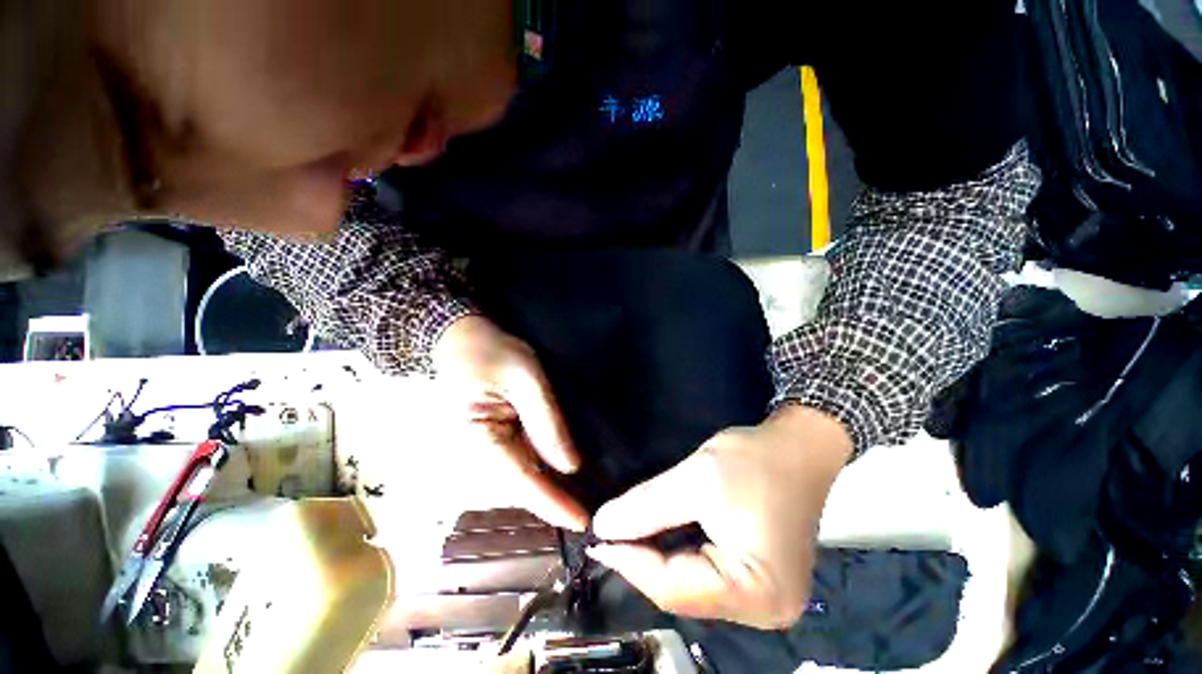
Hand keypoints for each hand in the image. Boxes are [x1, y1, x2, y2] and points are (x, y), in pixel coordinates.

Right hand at [432, 315, 588, 530]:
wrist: (460, 338)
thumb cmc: (491, 352)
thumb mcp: (525, 378)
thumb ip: (546, 422)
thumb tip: (569, 466)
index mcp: (475, 440)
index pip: (520, 481)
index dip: (552, 504)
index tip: (582, 522)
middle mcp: (473, 454)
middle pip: (519, 486)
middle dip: (554, 502)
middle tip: (591, 513)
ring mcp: (480, 447)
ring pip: (519, 477)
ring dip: (549, 489)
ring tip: (582, 499)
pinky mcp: (490, 438)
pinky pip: (516, 460)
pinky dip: (540, 470)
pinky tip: (560, 475)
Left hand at [588, 405, 852, 628]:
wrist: (797, 447)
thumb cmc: (753, 461)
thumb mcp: (695, 480)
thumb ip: (646, 507)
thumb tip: (603, 528)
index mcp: (756, 593)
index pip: (673, 588)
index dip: (629, 563)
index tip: (595, 539)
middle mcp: (766, 611)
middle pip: (684, 594)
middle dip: (642, 564)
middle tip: (610, 536)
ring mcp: (767, 600)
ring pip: (694, 588)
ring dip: (658, 562)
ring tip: (628, 536)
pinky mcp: (762, 581)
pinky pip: (709, 579)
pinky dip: (680, 558)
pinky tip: (660, 538)